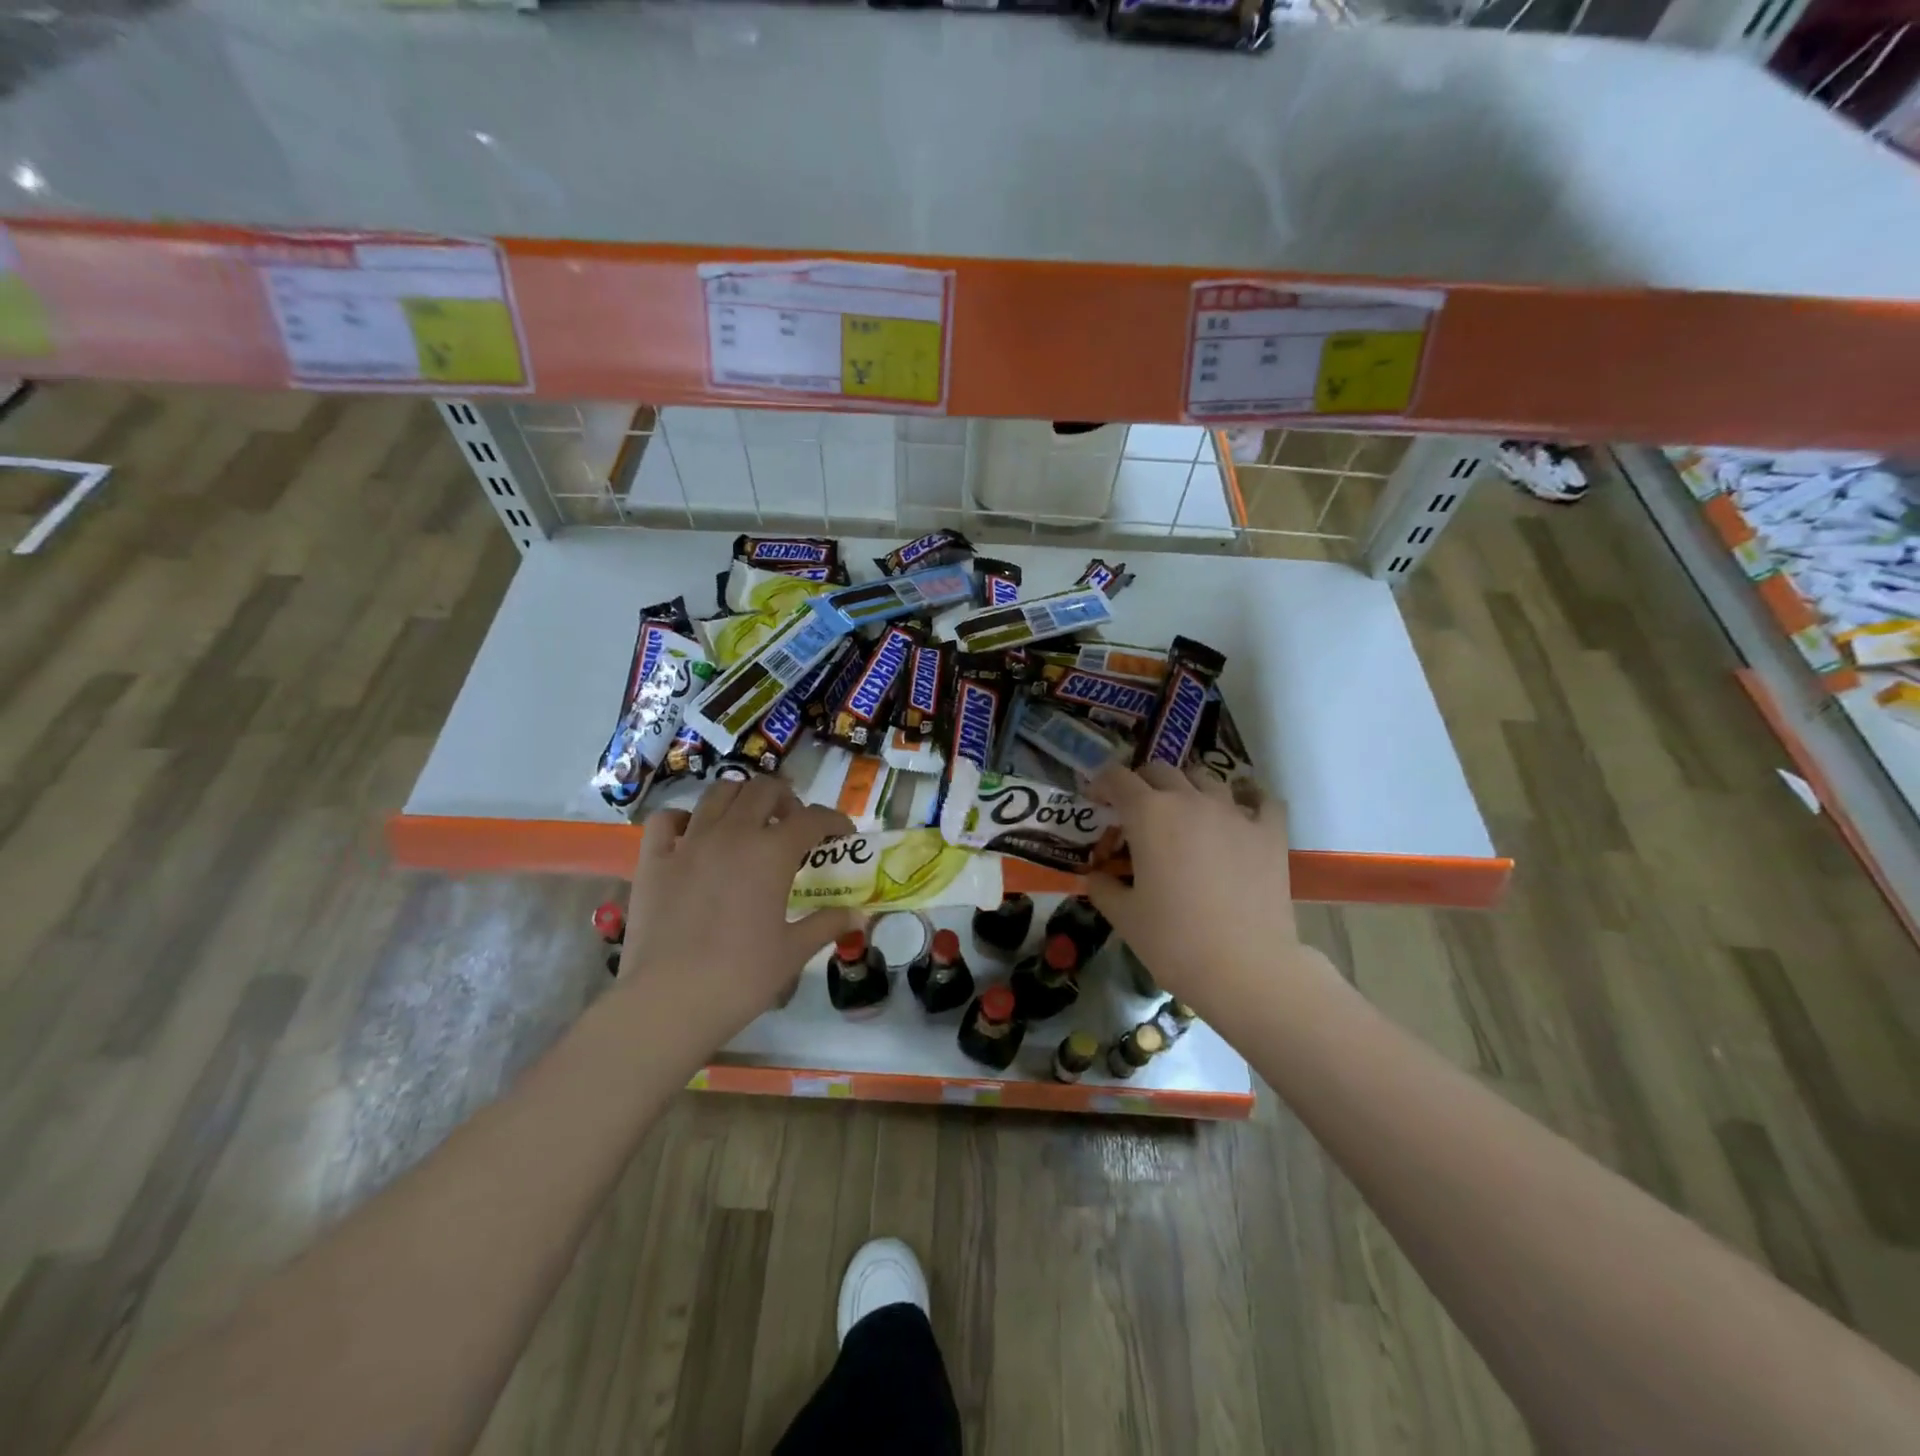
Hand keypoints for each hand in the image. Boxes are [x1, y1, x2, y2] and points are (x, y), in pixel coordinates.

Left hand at [618, 776, 857, 1048]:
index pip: (814, 818)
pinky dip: (685, 819)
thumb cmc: (741, 977)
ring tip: (749, 822)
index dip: (834, 821)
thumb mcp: (793, 952)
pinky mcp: (654, 858)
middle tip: (793, 824)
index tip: (841, 834)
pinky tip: (693, 837)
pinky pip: (668, 819)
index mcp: (773, 852)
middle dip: (786, 799)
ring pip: (719, 792)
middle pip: (764, 789)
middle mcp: (733, 833)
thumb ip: (827, 924)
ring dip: (742, 799)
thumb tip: (857, 915)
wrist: (668, 1001)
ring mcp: (689, 842)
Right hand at [1086, 762, 1330, 1013]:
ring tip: (1184, 811)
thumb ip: (1103, 887)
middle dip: (1142, 782)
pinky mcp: (1270, 832)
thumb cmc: (1174, 941)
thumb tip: (1097, 876)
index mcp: (1149, 814)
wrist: (1245, 967)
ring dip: (1188, 788)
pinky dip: (1248, 797)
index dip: (1101, 783)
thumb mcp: (1123, 916)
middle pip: (1161, 770)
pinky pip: (1260, 798)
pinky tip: (1242, 810)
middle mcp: (1190, 800)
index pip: (1118, 778)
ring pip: (1206, 778)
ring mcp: (1234, 812)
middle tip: (1135, 808)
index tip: (1095, 800)